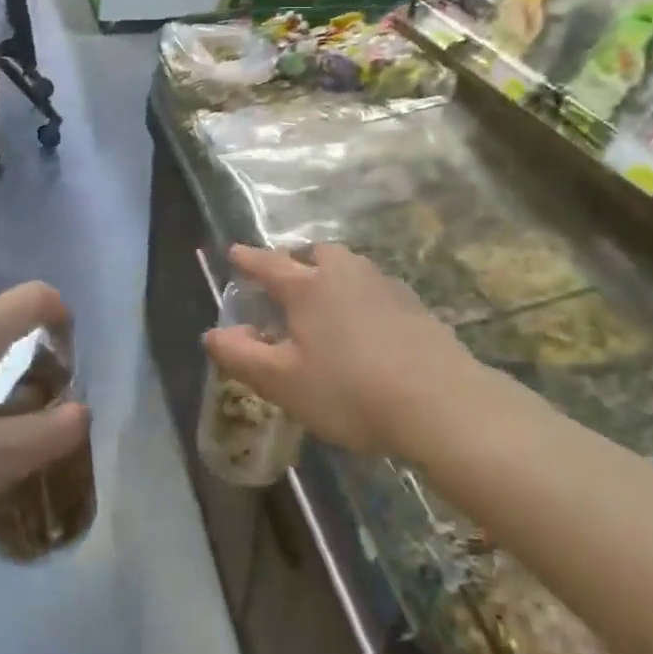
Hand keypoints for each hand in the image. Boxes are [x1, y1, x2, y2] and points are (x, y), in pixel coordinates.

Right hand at [202, 245, 484, 458]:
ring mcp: (385, 285)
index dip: (247, 259)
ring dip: (333, 276)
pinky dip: (362, 298)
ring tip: (327, 304)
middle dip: (297, 260)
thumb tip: (213, 334)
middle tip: (288, 282)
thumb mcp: (283, 382)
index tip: (234, 251)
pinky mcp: (415, 305)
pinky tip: (367, 327)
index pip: (268, 264)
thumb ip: (242, 356)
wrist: (439, 402)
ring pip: (350, 267)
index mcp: (308, 286)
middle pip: (316, 252)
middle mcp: (345, 273)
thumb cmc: (349, 390)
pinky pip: (376, 289)